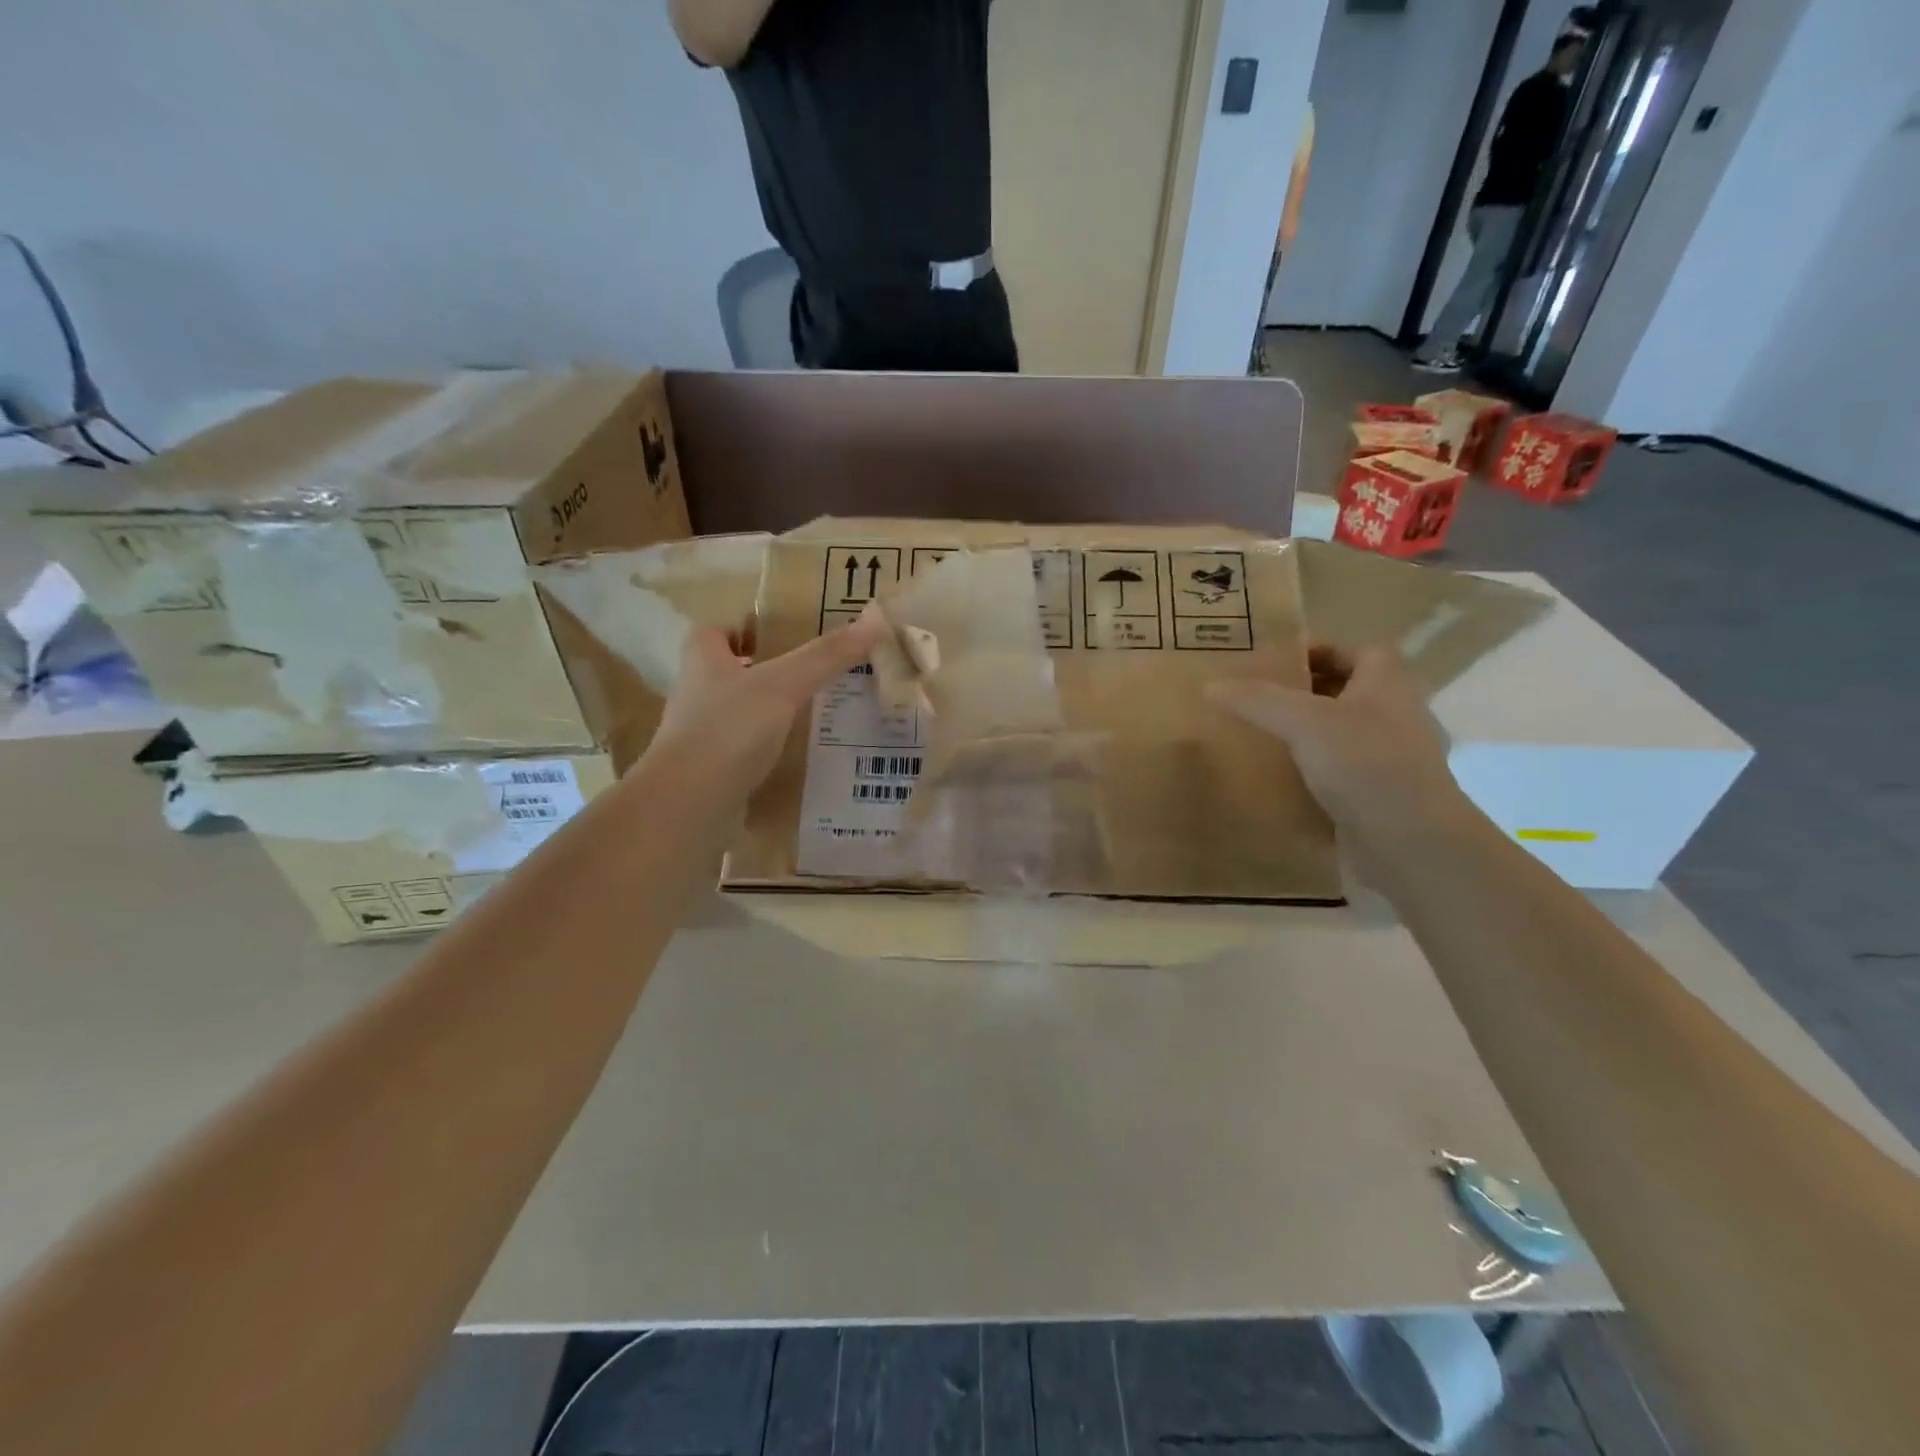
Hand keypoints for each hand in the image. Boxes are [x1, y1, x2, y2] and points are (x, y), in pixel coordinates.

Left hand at [646, 617, 883, 801]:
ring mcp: (701, 737)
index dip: (744, 628)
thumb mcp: (783, 685)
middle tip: (814, 675)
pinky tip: (801, 757)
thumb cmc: (729, 729)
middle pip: (731, 673)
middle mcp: (696, 694)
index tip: (783, 636)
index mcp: (703, 660)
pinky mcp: (712, 772)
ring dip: (770, 713)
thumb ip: (826, 656)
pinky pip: (745, 753)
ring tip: (817, 715)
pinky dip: (769, 753)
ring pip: (740, 714)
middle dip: (767, 672)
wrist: (689, 804)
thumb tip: (874, 620)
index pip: (715, 631)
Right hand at [1208, 644, 1473, 856]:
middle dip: (1300, 693)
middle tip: (1253, 698)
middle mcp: (1392, 714)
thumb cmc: (1365, 764)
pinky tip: (1274, 778)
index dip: (1316, 650)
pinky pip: (1335, 772)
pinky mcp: (1374, 794)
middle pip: (1343, 691)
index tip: (1271, 663)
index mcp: (1386, 683)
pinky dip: (1308, 771)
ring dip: (1302, 734)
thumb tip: (1210, 686)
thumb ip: (1256, 700)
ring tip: (1256, 736)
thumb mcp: (1303, 721)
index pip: (1353, 650)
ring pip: (1337, 733)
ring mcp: (1387, 757)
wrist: (1410, 842)